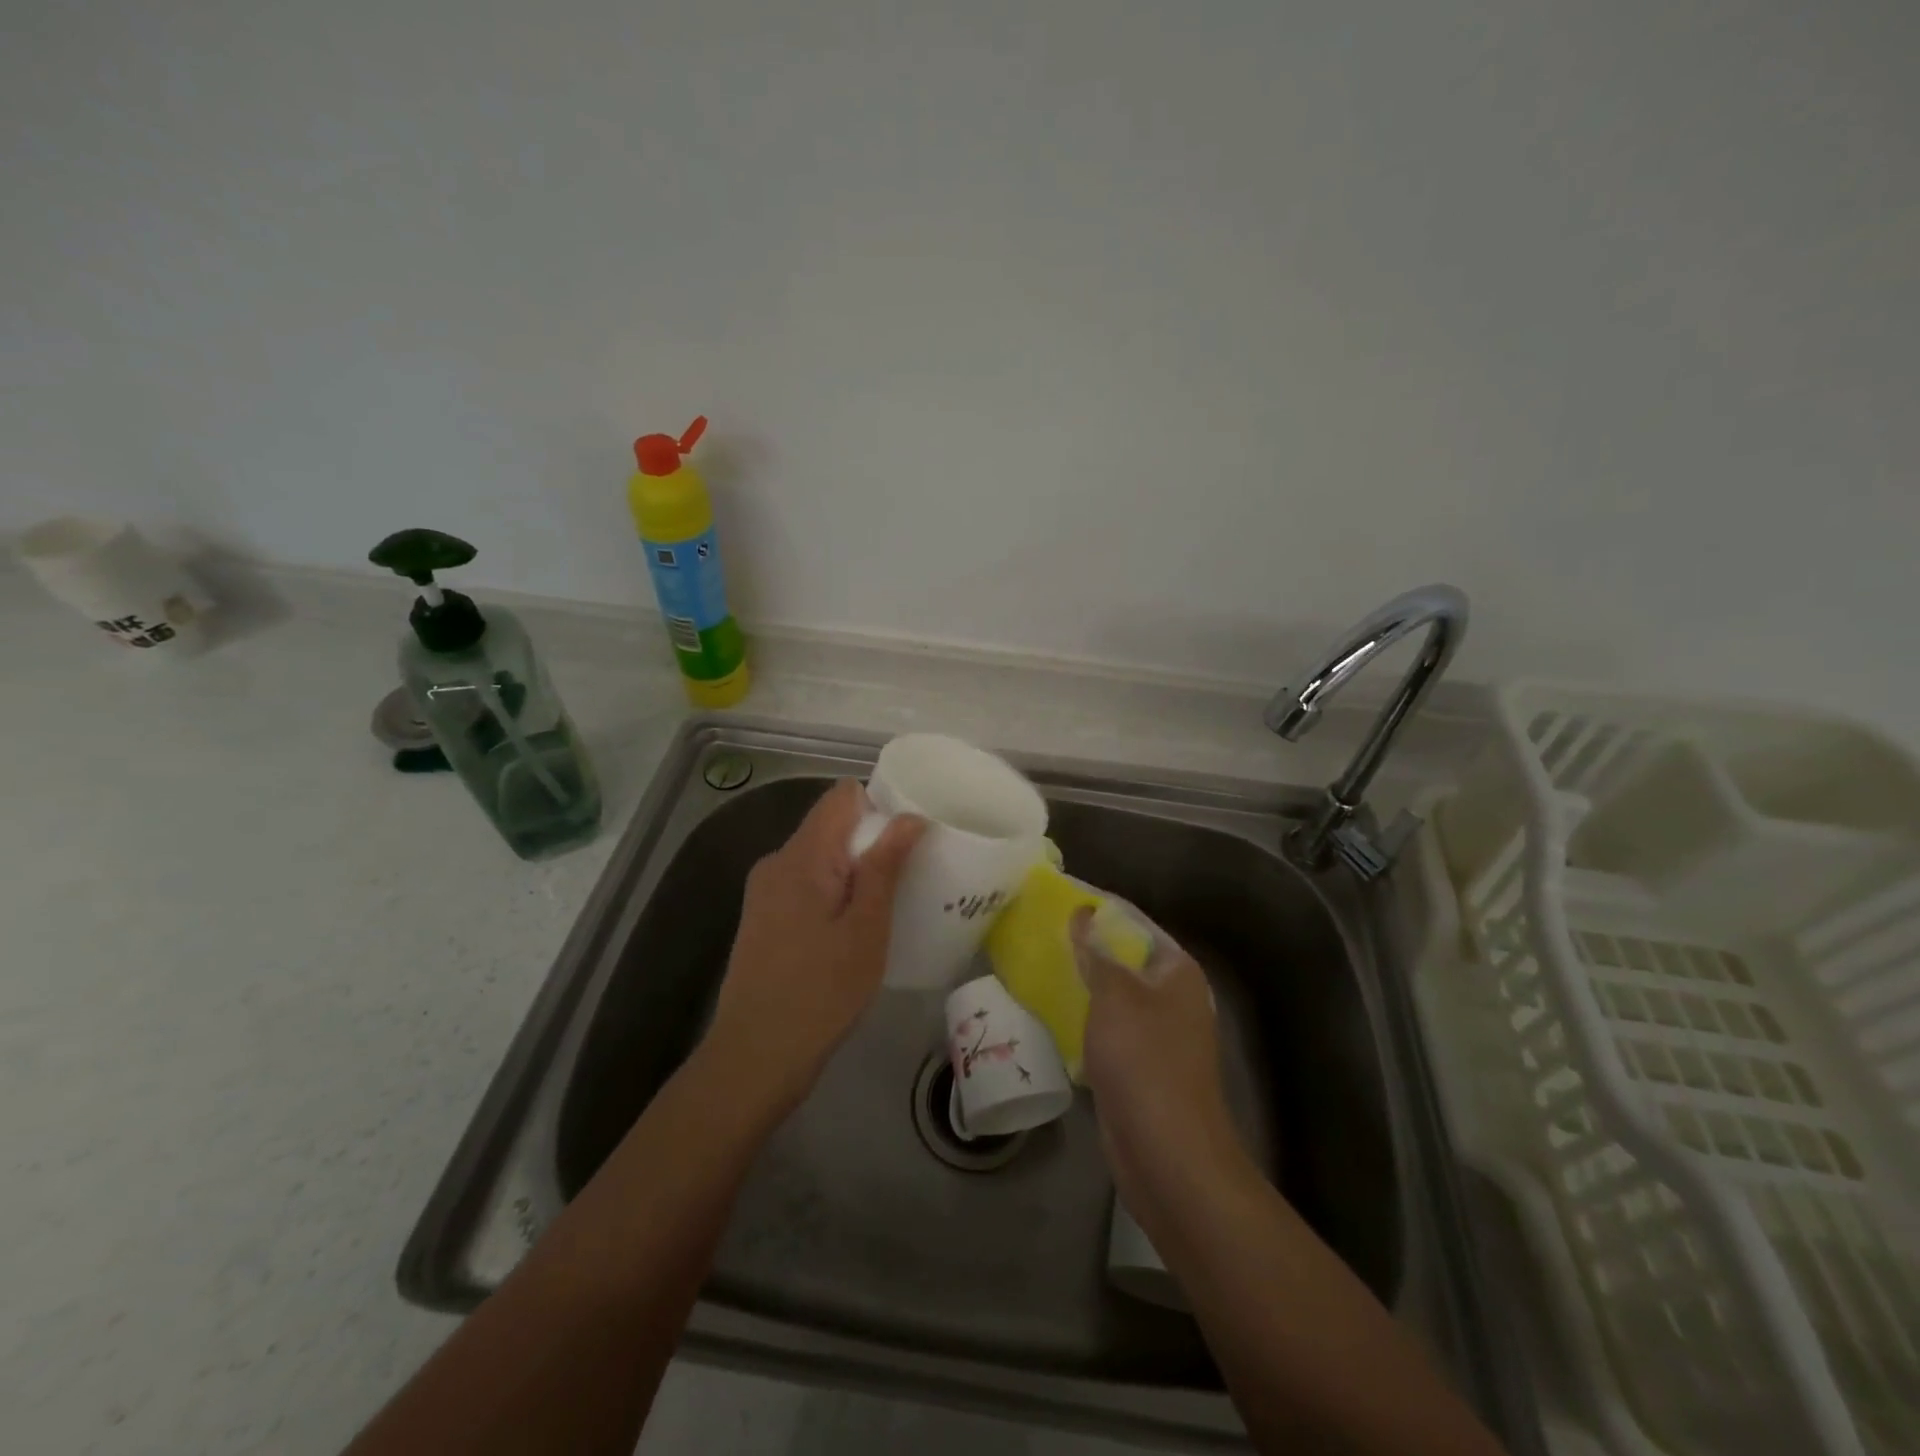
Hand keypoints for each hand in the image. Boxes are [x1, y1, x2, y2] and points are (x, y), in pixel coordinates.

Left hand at [704, 779, 926, 1116]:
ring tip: (885, 908)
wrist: (754, 1058)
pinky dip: (834, 894)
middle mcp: (777, 862)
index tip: (910, 839)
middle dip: (871, 843)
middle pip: (831, 826)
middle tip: (908, 880)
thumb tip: (909, 816)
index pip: (842, 796)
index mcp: (801, 855)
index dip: (880, 806)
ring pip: (820, 858)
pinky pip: (806, 885)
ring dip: (854, 872)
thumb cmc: (820, 992)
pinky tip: (851, 931)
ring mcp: (765, 891)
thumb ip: (884, 866)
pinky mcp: (763, 918)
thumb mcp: (865, 929)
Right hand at [1071, 908, 1249, 1236]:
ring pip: (1114, 994)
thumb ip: (1097, 952)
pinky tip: (1051, 1012)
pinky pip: (1108, 1028)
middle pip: (1124, 957)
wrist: (1167, 1152)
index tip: (1055, 897)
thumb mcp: (1115, 996)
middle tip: (1039, 932)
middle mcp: (1173, 996)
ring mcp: (1159, 1034)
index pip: (1133, 921)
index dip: (1097, 907)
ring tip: (1037, 965)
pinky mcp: (1141, 1065)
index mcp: (1177, 970)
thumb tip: (1083, 913)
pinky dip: (1084, 1017)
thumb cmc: (1144, 1060)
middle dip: (1085, 946)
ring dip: (1081, 983)